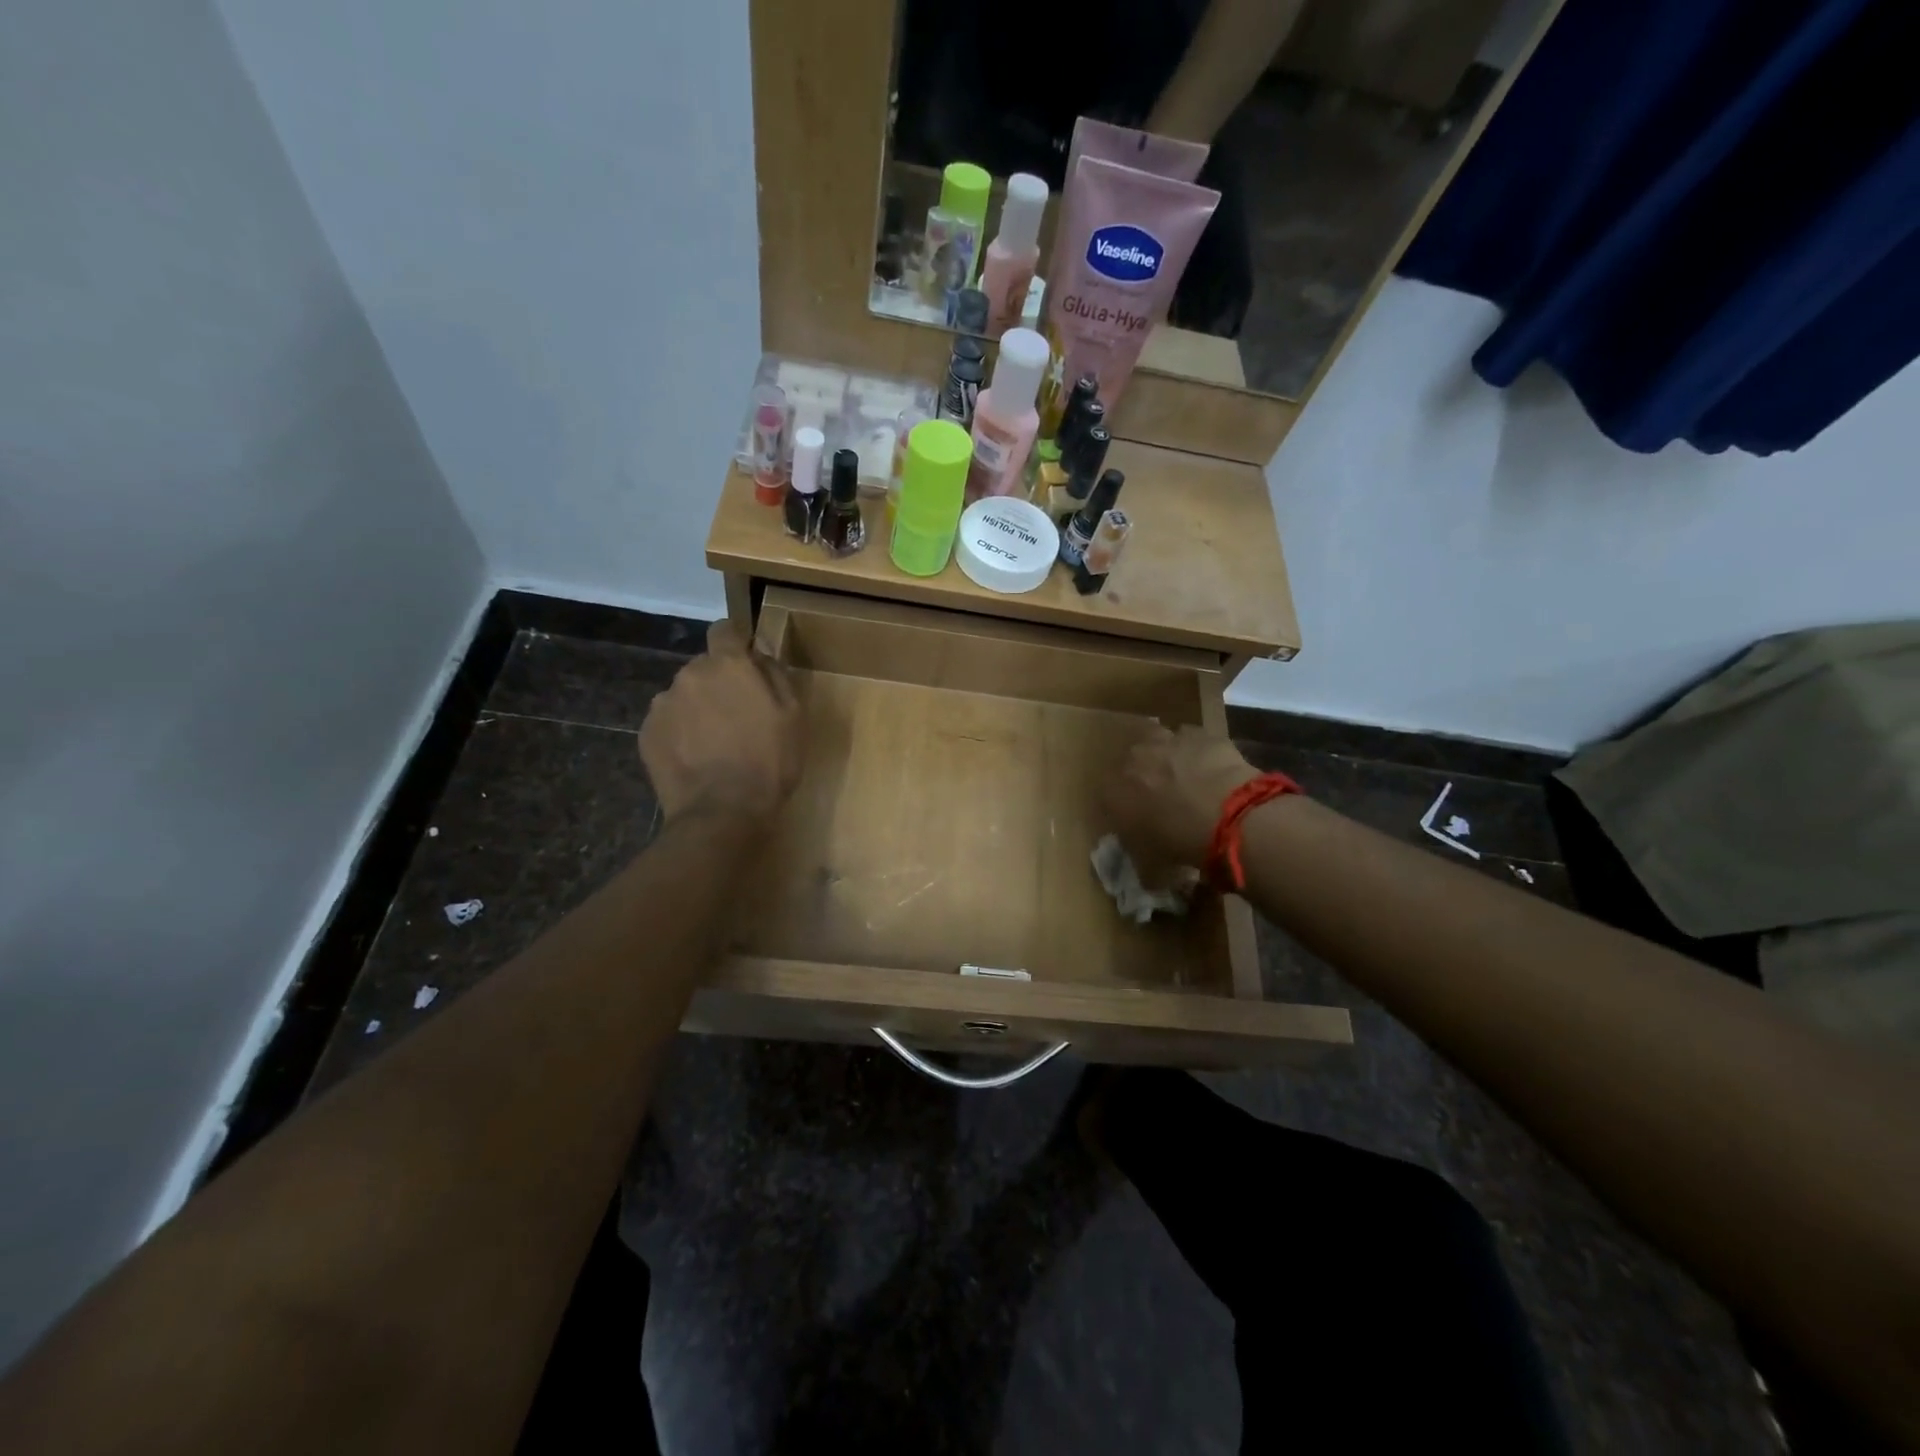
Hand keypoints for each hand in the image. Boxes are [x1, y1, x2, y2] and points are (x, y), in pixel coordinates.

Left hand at [640, 622, 804, 824]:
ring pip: (685, 695)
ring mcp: (663, 704)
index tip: (747, 663)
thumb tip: (759, 652)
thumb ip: (775, 674)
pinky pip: (668, 722)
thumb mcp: (793, 716)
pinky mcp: (646, 733)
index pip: (724, 630)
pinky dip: (680, 734)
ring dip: (698, 709)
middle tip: (738, 718)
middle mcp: (690, 674)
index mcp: (728, 665)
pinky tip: (696, 759)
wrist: (721, 813)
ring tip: (714, 744)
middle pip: (705, 667)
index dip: (736, 642)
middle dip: (719, 684)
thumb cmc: (769, 763)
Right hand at [1103, 724, 1257, 881]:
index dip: (1122, 806)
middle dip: (1142, 774)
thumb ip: (1142, 864)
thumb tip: (1147, 875)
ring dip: (1166, 755)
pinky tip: (1210, 767)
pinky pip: (1192, 739)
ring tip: (1183, 775)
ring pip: (1159, 740)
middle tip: (1161, 794)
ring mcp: (1166, 740)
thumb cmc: (1180, 845)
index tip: (1136, 819)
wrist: (1228, 817)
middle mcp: (1132, 760)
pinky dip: (1197, 751)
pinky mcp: (1200, 734)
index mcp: (1113, 792)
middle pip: (1130, 761)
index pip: (1106, 795)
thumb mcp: (1152, 867)